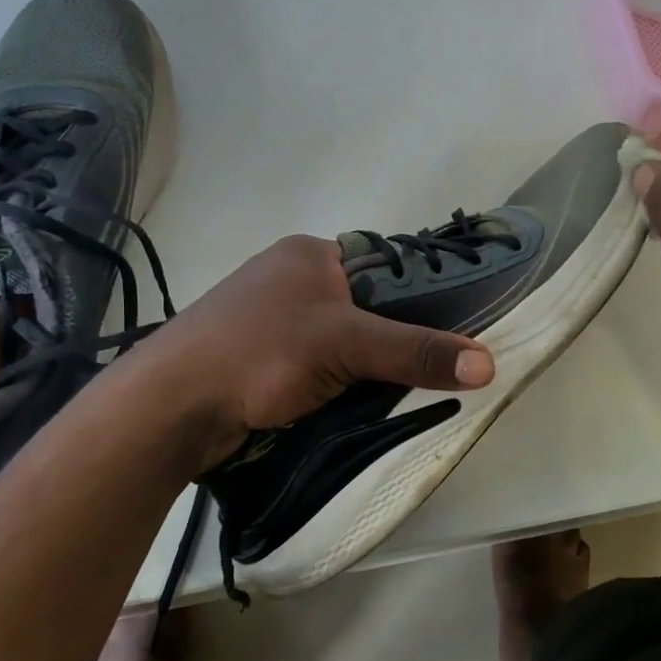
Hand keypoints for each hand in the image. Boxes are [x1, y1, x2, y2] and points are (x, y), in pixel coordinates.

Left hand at [122, 234, 494, 469]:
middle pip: (365, 308)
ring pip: (341, 340)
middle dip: (391, 340)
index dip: (419, 298)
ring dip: (363, 366)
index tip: (452, 332)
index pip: (384, 267)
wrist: (172, 406)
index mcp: (310, 254)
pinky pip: (316, 365)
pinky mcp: (258, 358)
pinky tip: (352, 403)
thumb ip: (416, 351)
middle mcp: (291, 279)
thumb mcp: (346, 344)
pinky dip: (336, 382)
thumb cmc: (261, 353)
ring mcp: (271, 319)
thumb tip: (488, 364)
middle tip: (427, 370)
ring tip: (395, 392)